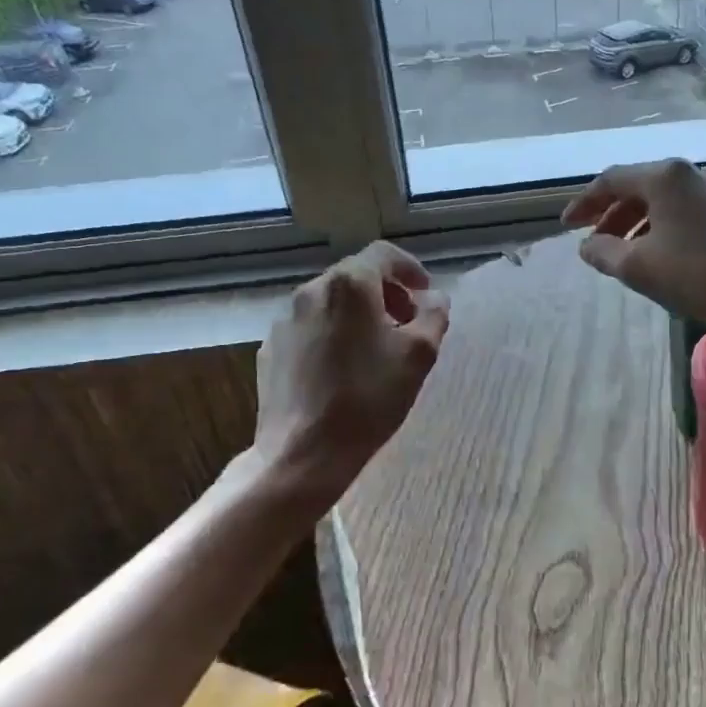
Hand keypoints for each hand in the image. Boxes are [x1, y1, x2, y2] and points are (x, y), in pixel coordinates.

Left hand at [253, 241, 449, 507]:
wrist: (303, 452)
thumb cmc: (369, 398)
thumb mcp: (419, 355)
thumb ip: (433, 316)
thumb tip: (434, 297)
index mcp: (348, 285)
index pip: (383, 254)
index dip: (410, 268)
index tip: (425, 293)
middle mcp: (311, 291)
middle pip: (355, 276)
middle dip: (386, 293)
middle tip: (407, 323)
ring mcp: (285, 320)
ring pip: (331, 302)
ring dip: (359, 313)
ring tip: (377, 348)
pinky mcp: (272, 349)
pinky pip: (310, 328)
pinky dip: (333, 333)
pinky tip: (343, 369)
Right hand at [560, 160, 705, 339]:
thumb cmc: (700, 277)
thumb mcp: (639, 268)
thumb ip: (604, 252)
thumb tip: (587, 246)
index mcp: (666, 177)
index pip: (612, 180)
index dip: (584, 203)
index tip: (568, 227)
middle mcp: (694, 172)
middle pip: (641, 186)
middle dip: (613, 214)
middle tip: (596, 242)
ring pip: (667, 199)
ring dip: (639, 221)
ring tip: (626, 251)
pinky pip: (690, 209)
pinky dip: (666, 225)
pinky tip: (664, 252)